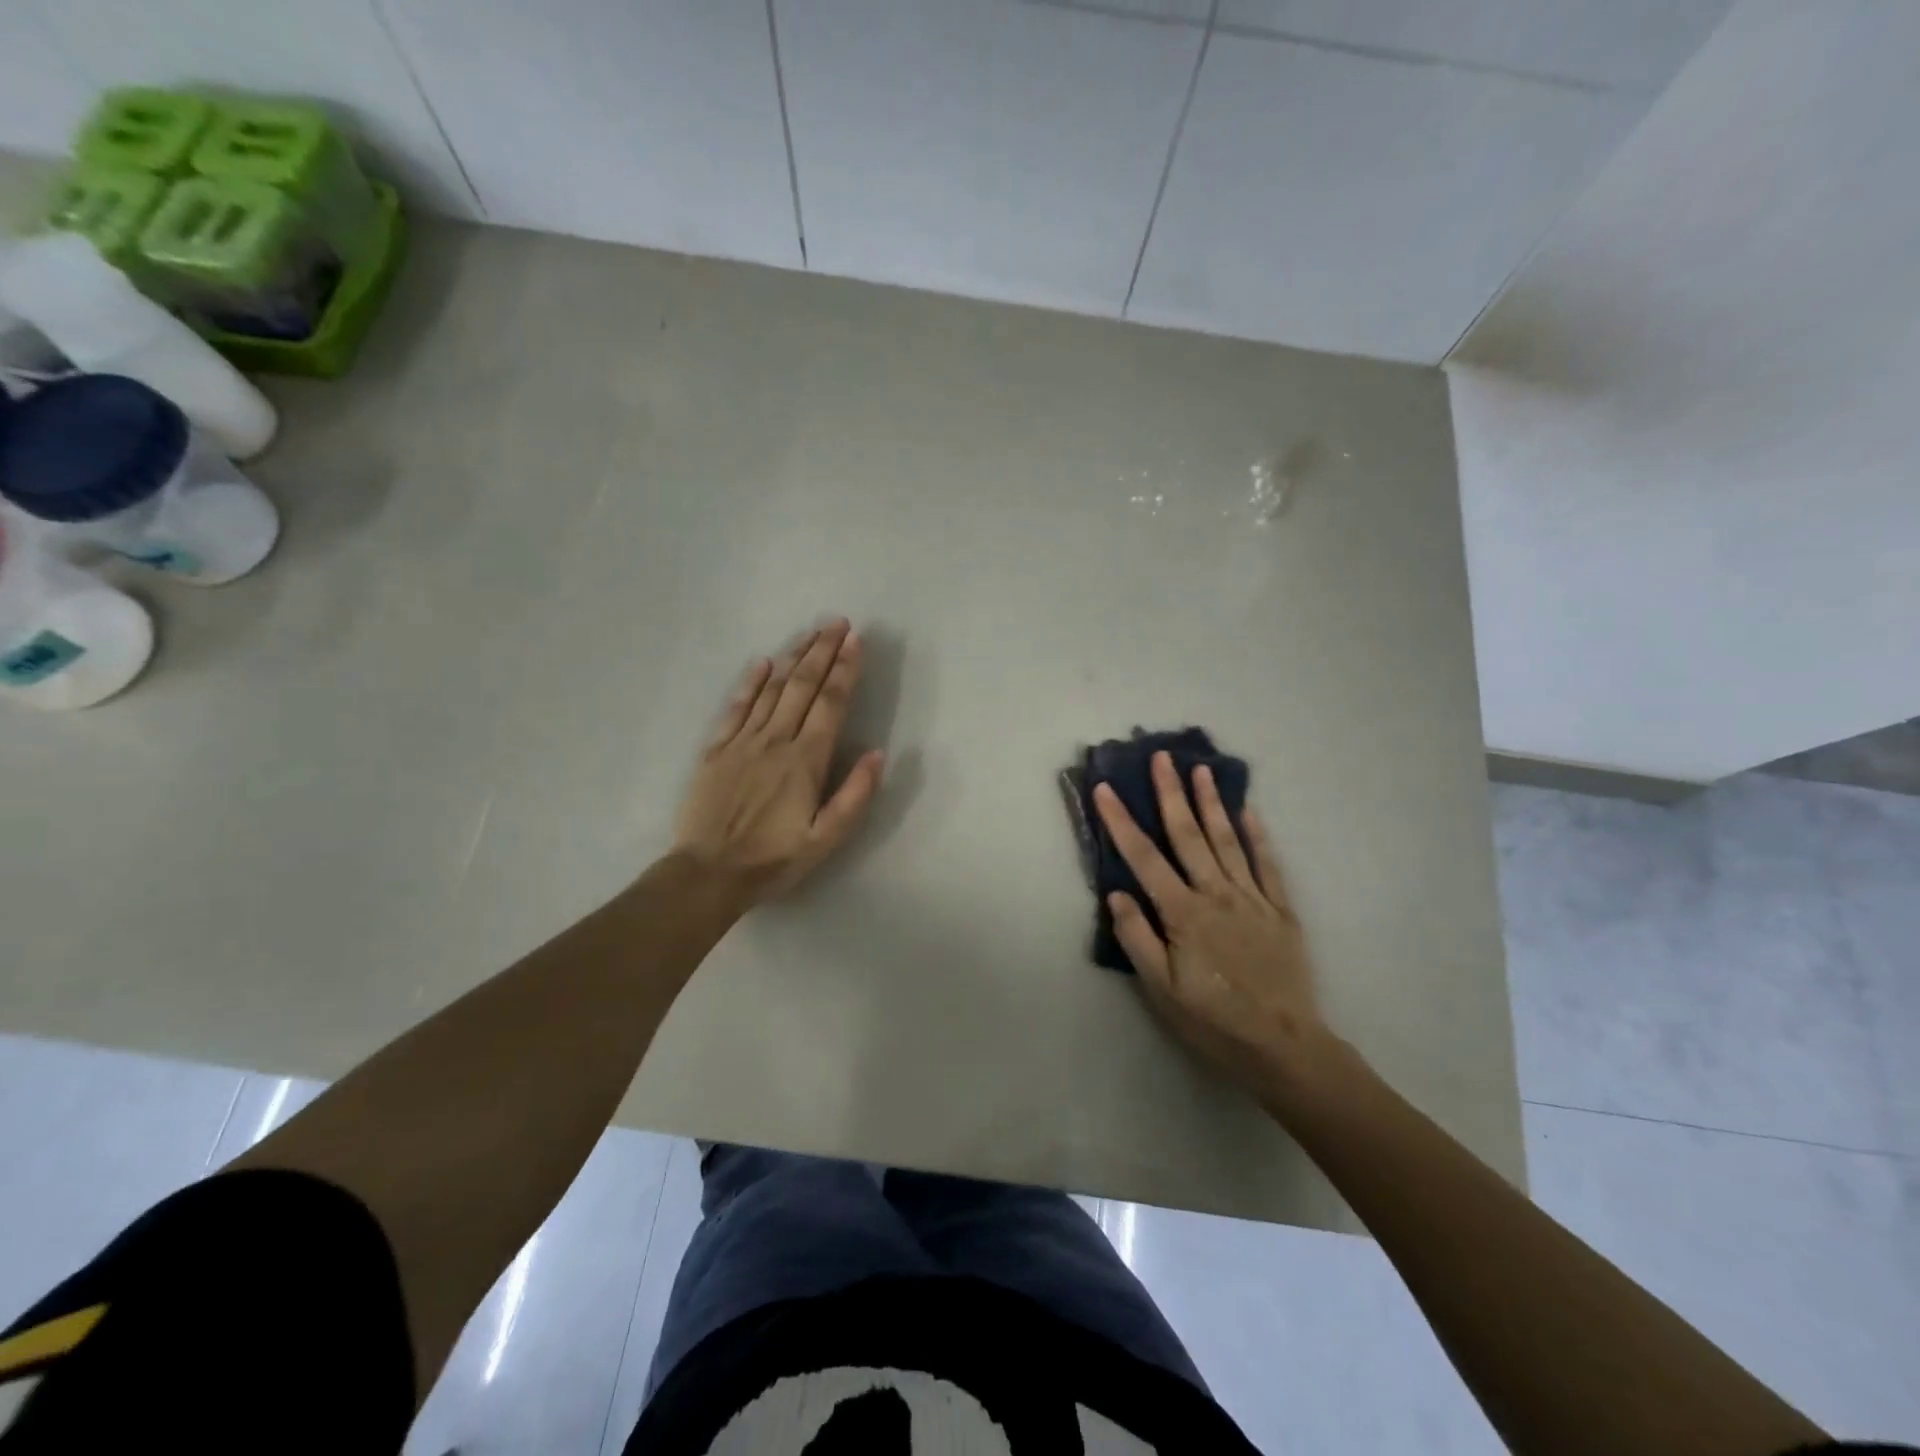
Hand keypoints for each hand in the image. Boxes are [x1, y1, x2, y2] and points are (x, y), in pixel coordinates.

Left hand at [673, 619, 884, 902]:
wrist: (708, 873)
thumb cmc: (773, 860)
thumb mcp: (825, 839)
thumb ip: (854, 795)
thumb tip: (877, 753)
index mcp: (805, 760)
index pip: (830, 704)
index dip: (845, 670)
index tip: (855, 641)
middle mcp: (775, 741)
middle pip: (802, 686)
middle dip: (822, 651)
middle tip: (837, 622)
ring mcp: (742, 742)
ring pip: (771, 690)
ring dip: (793, 658)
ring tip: (810, 633)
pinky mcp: (716, 750)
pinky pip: (735, 707)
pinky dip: (750, 682)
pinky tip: (762, 663)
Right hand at [1093, 752, 1330, 1098]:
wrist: (1284, 1045)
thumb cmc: (1213, 1019)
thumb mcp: (1161, 990)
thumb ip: (1137, 938)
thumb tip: (1117, 893)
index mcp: (1182, 913)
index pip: (1144, 858)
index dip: (1121, 821)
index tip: (1105, 788)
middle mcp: (1216, 894)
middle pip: (1188, 835)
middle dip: (1170, 793)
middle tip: (1161, 757)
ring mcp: (1252, 898)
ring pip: (1227, 840)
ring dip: (1211, 802)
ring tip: (1201, 769)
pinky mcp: (1280, 909)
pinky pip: (1267, 864)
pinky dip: (1257, 835)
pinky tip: (1249, 810)